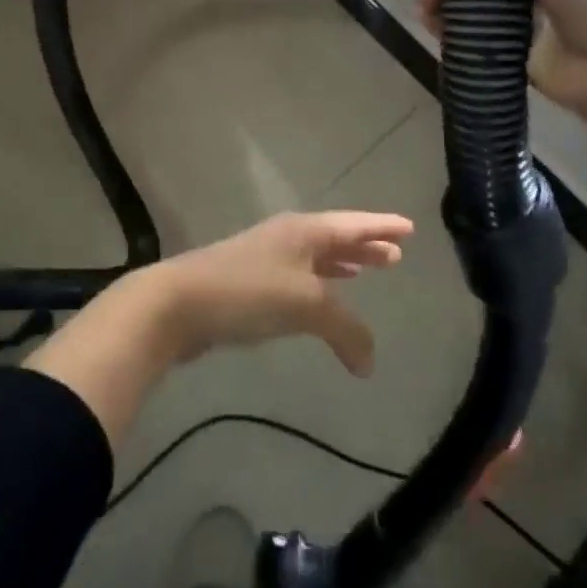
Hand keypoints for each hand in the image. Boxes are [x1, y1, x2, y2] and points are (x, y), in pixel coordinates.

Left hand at [25, 211, 412, 449]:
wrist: (177, 303)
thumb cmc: (248, 292)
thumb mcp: (306, 305)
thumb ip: (346, 331)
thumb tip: (368, 363)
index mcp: (304, 231)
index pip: (354, 224)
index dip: (382, 227)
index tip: (409, 227)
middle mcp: (287, 237)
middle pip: (335, 238)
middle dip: (364, 247)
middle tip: (394, 256)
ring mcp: (266, 258)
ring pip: (315, 259)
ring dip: (342, 266)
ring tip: (366, 271)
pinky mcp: (249, 283)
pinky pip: (297, 279)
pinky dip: (318, 286)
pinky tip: (320, 302)